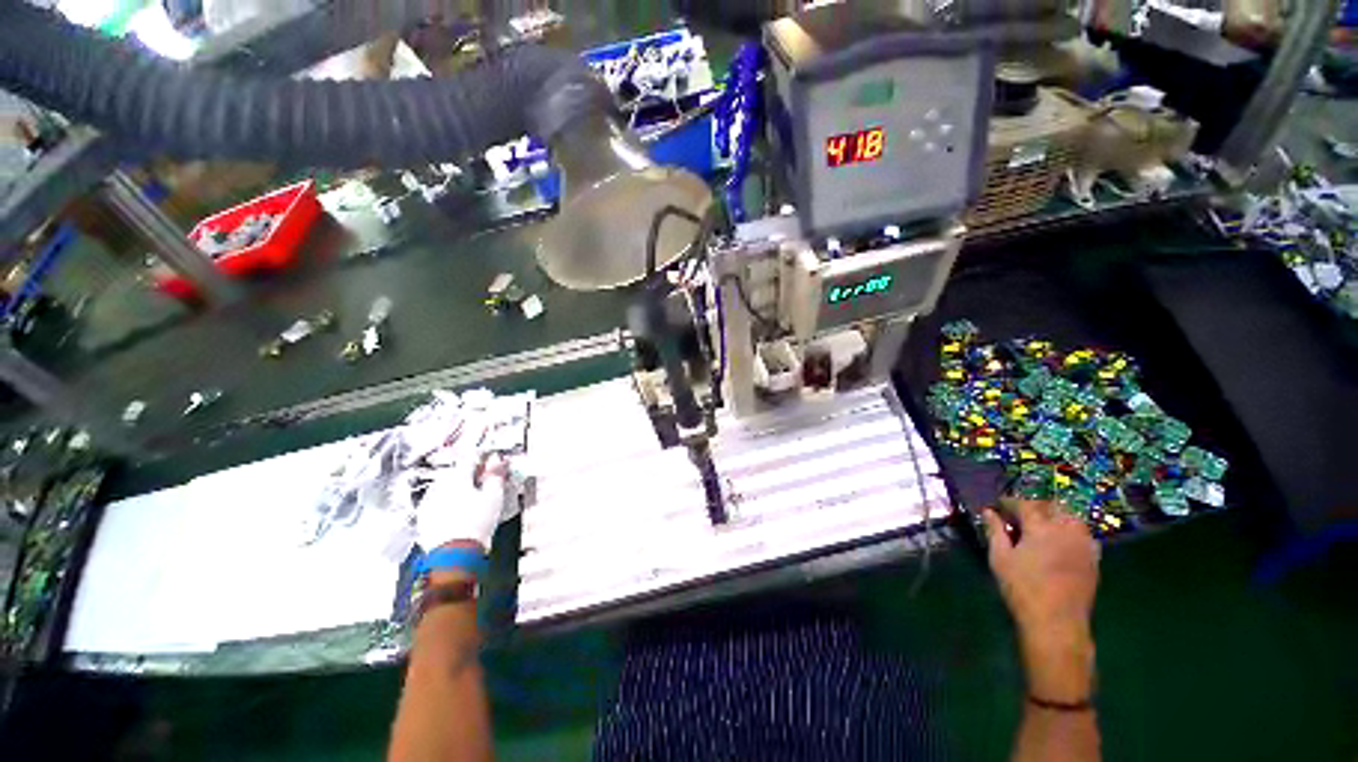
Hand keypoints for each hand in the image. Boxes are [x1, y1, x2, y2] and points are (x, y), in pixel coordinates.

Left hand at [416, 454, 510, 551]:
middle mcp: (439, 487)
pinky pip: (437, 504)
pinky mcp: (424, 520)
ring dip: (457, 490)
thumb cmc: (476, 525)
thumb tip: (497, 461)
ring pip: (445, 489)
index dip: (482, 461)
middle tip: (484, 484)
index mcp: (456, 478)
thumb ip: (495, 475)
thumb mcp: (494, 496)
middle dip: (469, 476)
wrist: (456, 555)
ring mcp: (429, 503)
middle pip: (455, 473)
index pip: (470, 460)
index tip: (491, 465)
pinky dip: (447, 505)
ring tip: (472, 501)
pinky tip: (459, 514)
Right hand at [983, 499, 1099, 702]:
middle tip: (1018, 514)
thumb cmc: (1022, 588)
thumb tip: (988, 512)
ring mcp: (1084, 544)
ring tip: (1041, 525)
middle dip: (1034, 506)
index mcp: (1041, 528)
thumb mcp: (999, 558)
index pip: (1024, 504)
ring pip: (1071, 518)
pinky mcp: (1094, 559)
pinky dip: (1070, 530)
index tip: (998, 506)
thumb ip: (994, 531)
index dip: (1009, 502)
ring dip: (1055, 516)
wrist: (1056, 622)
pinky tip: (1060, 541)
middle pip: (1052, 507)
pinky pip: (1083, 534)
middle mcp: (1066, 530)